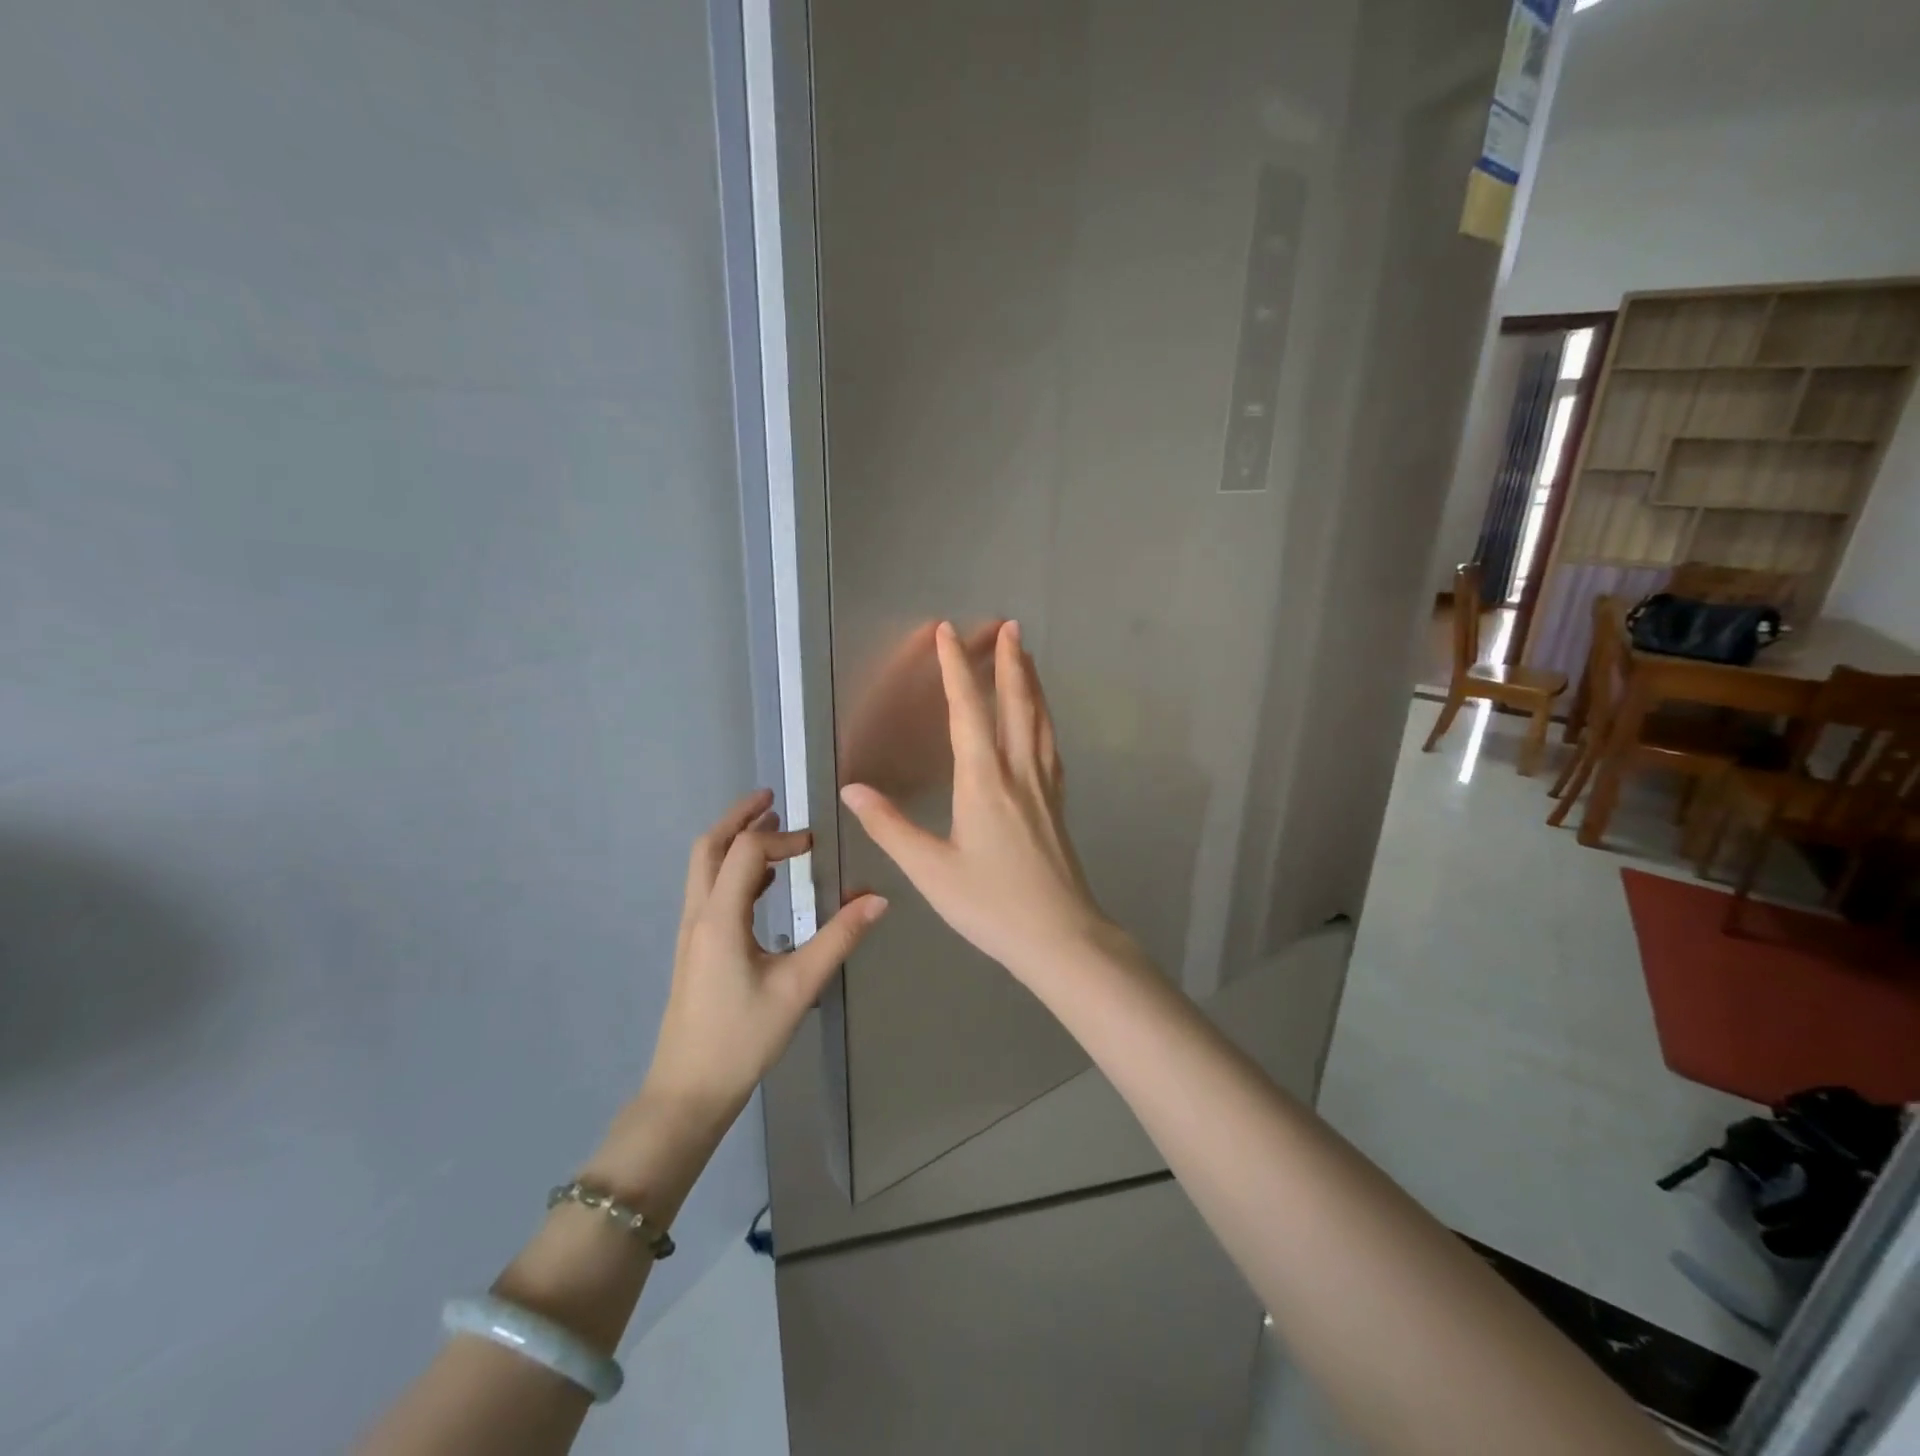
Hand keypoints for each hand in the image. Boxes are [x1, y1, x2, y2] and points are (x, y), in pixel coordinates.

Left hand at [643, 790, 888, 1122]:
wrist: (688, 1091)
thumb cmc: (742, 1039)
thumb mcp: (798, 987)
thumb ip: (838, 939)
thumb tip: (878, 899)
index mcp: (720, 918)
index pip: (745, 851)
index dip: (781, 839)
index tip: (815, 846)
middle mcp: (699, 915)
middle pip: (709, 847)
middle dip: (738, 818)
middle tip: (772, 800)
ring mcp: (692, 932)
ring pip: (704, 868)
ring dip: (733, 841)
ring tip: (771, 831)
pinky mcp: (695, 949)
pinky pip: (710, 891)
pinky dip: (734, 871)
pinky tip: (764, 885)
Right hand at [840, 621, 1109, 986]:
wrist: (1060, 936)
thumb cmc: (991, 905)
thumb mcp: (930, 871)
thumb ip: (890, 827)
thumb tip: (852, 790)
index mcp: (984, 781)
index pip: (967, 711)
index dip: (955, 668)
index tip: (947, 632)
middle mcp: (1018, 772)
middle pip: (1016, 704)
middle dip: (1009, 661)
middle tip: (1008, 625)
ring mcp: (1044, 786)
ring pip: (1039, 720)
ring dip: (1031, 683)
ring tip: (1027, 656)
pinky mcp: (1057, 804)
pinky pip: (1050, 745)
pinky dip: (1044, 718)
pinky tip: (1042, 720)